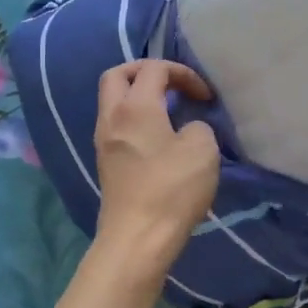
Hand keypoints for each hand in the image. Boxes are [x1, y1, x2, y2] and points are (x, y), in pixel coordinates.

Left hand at [92, 60, 220, 275]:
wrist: (137, 238)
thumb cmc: (172, 189)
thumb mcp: (203, 149)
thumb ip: (198, 126)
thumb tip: (186, 129)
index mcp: (135, 107)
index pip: (154, 69)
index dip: (183, 73)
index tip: (205, 96)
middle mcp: (112, 117)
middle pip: (117, 75)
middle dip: (145, 72)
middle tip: (171, 84)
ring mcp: (103, 141)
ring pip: (112, 101)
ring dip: (137, 96)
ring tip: (167, 110)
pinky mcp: (105, 163)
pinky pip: (115, 125)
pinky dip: (134, 118)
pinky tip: (156, 136)